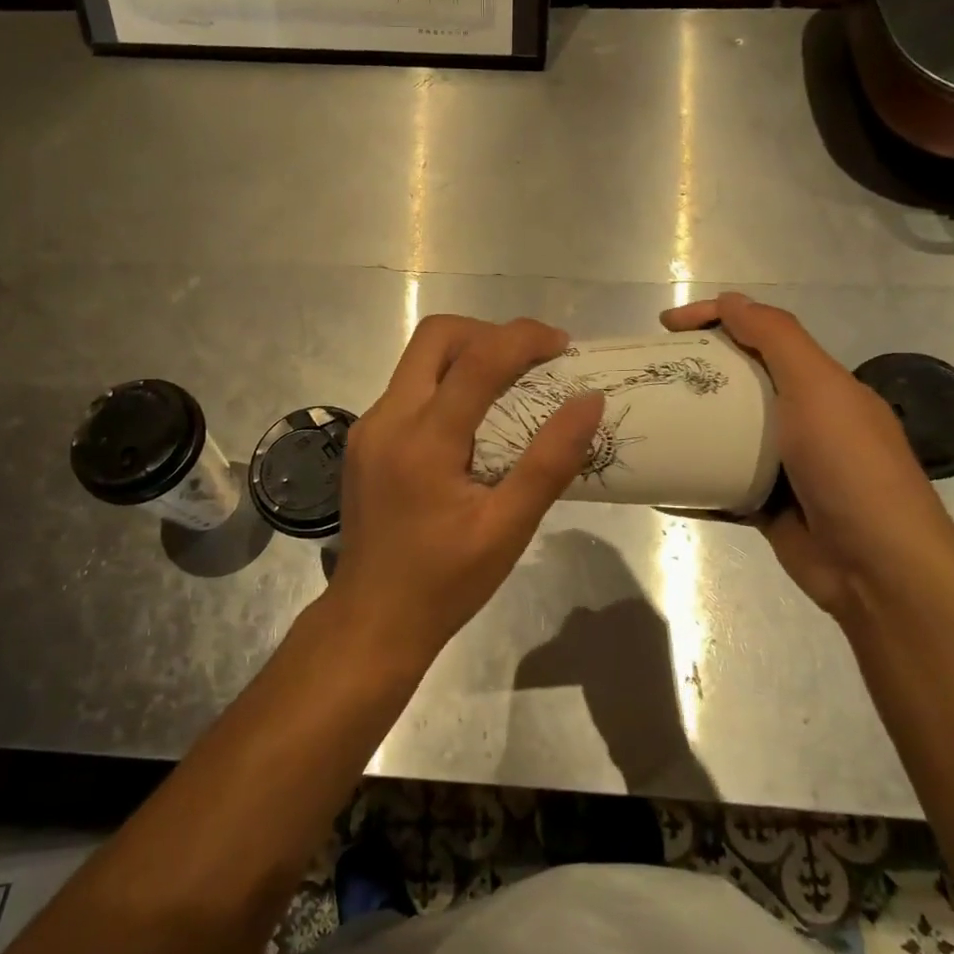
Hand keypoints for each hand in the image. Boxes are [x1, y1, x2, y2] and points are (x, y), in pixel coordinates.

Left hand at [332, 316, 603, 667]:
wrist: (371, 620)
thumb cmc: (445, 583)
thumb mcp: (507, 529)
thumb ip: (550, 462)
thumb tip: (588, 401)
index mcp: (423, 440)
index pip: (477, 359)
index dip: (523, 338)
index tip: (562, 346)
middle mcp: (387, 419)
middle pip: (436, 337)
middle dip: (488, 333)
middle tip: (530, 361)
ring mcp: (369, 427)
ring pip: (418, 360)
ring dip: (466, 356)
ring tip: (510, 386)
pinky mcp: (365, 441)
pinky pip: (409, 389)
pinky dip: (446, 384)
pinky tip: (473, 421)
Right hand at [662, 293, 953, 617]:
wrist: (877, 567)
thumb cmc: (847, 466)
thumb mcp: (818, 388)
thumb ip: (777, 339)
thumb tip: (731, 300)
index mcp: (820, 385)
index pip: (763, 334)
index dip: (716, 319)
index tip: (667, 326)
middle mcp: (803, 420)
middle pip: (739, 382)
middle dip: (695, 372)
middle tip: (650, 373)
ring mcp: (784, 466)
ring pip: (726, 435)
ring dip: (688, 426)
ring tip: (646, 419)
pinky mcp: (765, 507)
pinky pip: (719, 485)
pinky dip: (690, 482)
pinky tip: (656, 480)